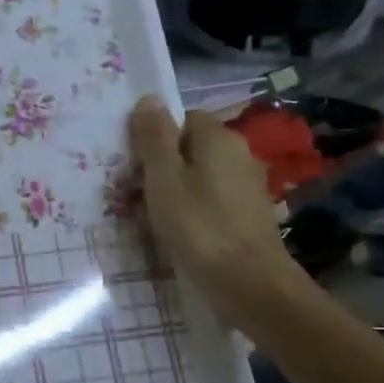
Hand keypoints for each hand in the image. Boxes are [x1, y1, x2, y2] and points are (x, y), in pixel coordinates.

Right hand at [128, 96, 299, 322]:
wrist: (251, 284)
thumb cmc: (200, 226)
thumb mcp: (164, 178)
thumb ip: (154, 137)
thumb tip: (149, 98)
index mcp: (218, 138)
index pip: (181, 119)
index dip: (154, 139)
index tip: (133, 167)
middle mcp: (238, 154)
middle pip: (188, 149)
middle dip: (158, 169)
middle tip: (132, 198)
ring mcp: (246, 186)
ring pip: (197, 178)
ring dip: (171, 194)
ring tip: (148, 221)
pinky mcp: (247, 216)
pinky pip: (209, 202)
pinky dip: (190, 213)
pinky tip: (176, 235)